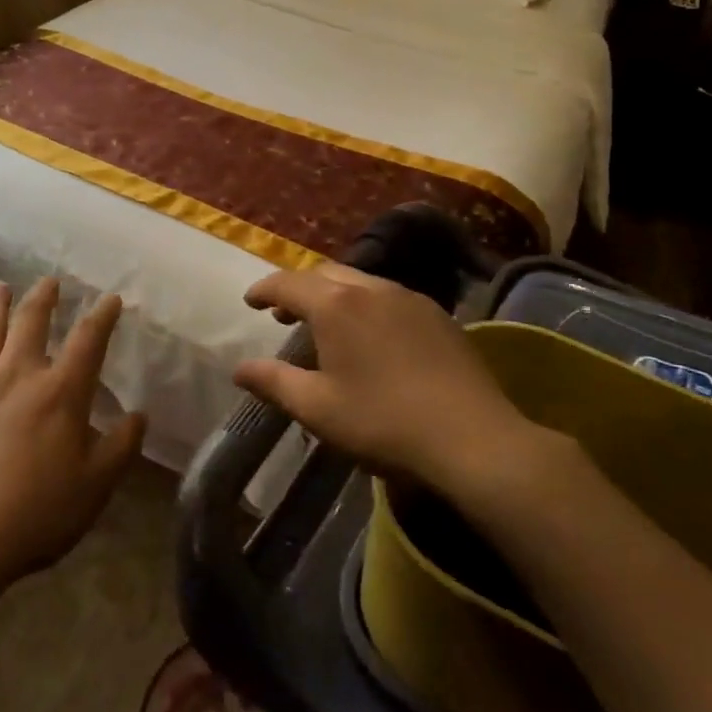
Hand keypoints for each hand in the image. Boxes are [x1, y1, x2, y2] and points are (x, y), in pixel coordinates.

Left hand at [0, 278, 146, 598]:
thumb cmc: (33, 517)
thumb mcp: (94, 489)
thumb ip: (120, 448)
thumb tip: (139, 415)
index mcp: (60, 392)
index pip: (88, 340)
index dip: (102, 316)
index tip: (110, 298)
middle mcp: (16, 374)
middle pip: (32, 322)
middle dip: (44, 298)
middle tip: (50, 281)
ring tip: (1, 287)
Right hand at [234, 264, 546, 501]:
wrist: (472, 438)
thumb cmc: (383, 422)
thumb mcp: (318, 408)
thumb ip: (274, 382)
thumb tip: (239, 368)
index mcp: (336, 305)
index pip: (288, 283)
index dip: (264, 289)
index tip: (249, 301)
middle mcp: (371, 288)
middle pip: (324, 274)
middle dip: (298, 288)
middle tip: (282, 312)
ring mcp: (409, 297)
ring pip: (359, 281)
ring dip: (333, 294)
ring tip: (324, 323)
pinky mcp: (437, 314)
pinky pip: (388, 296)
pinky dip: (364, 304)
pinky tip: (370, 335)